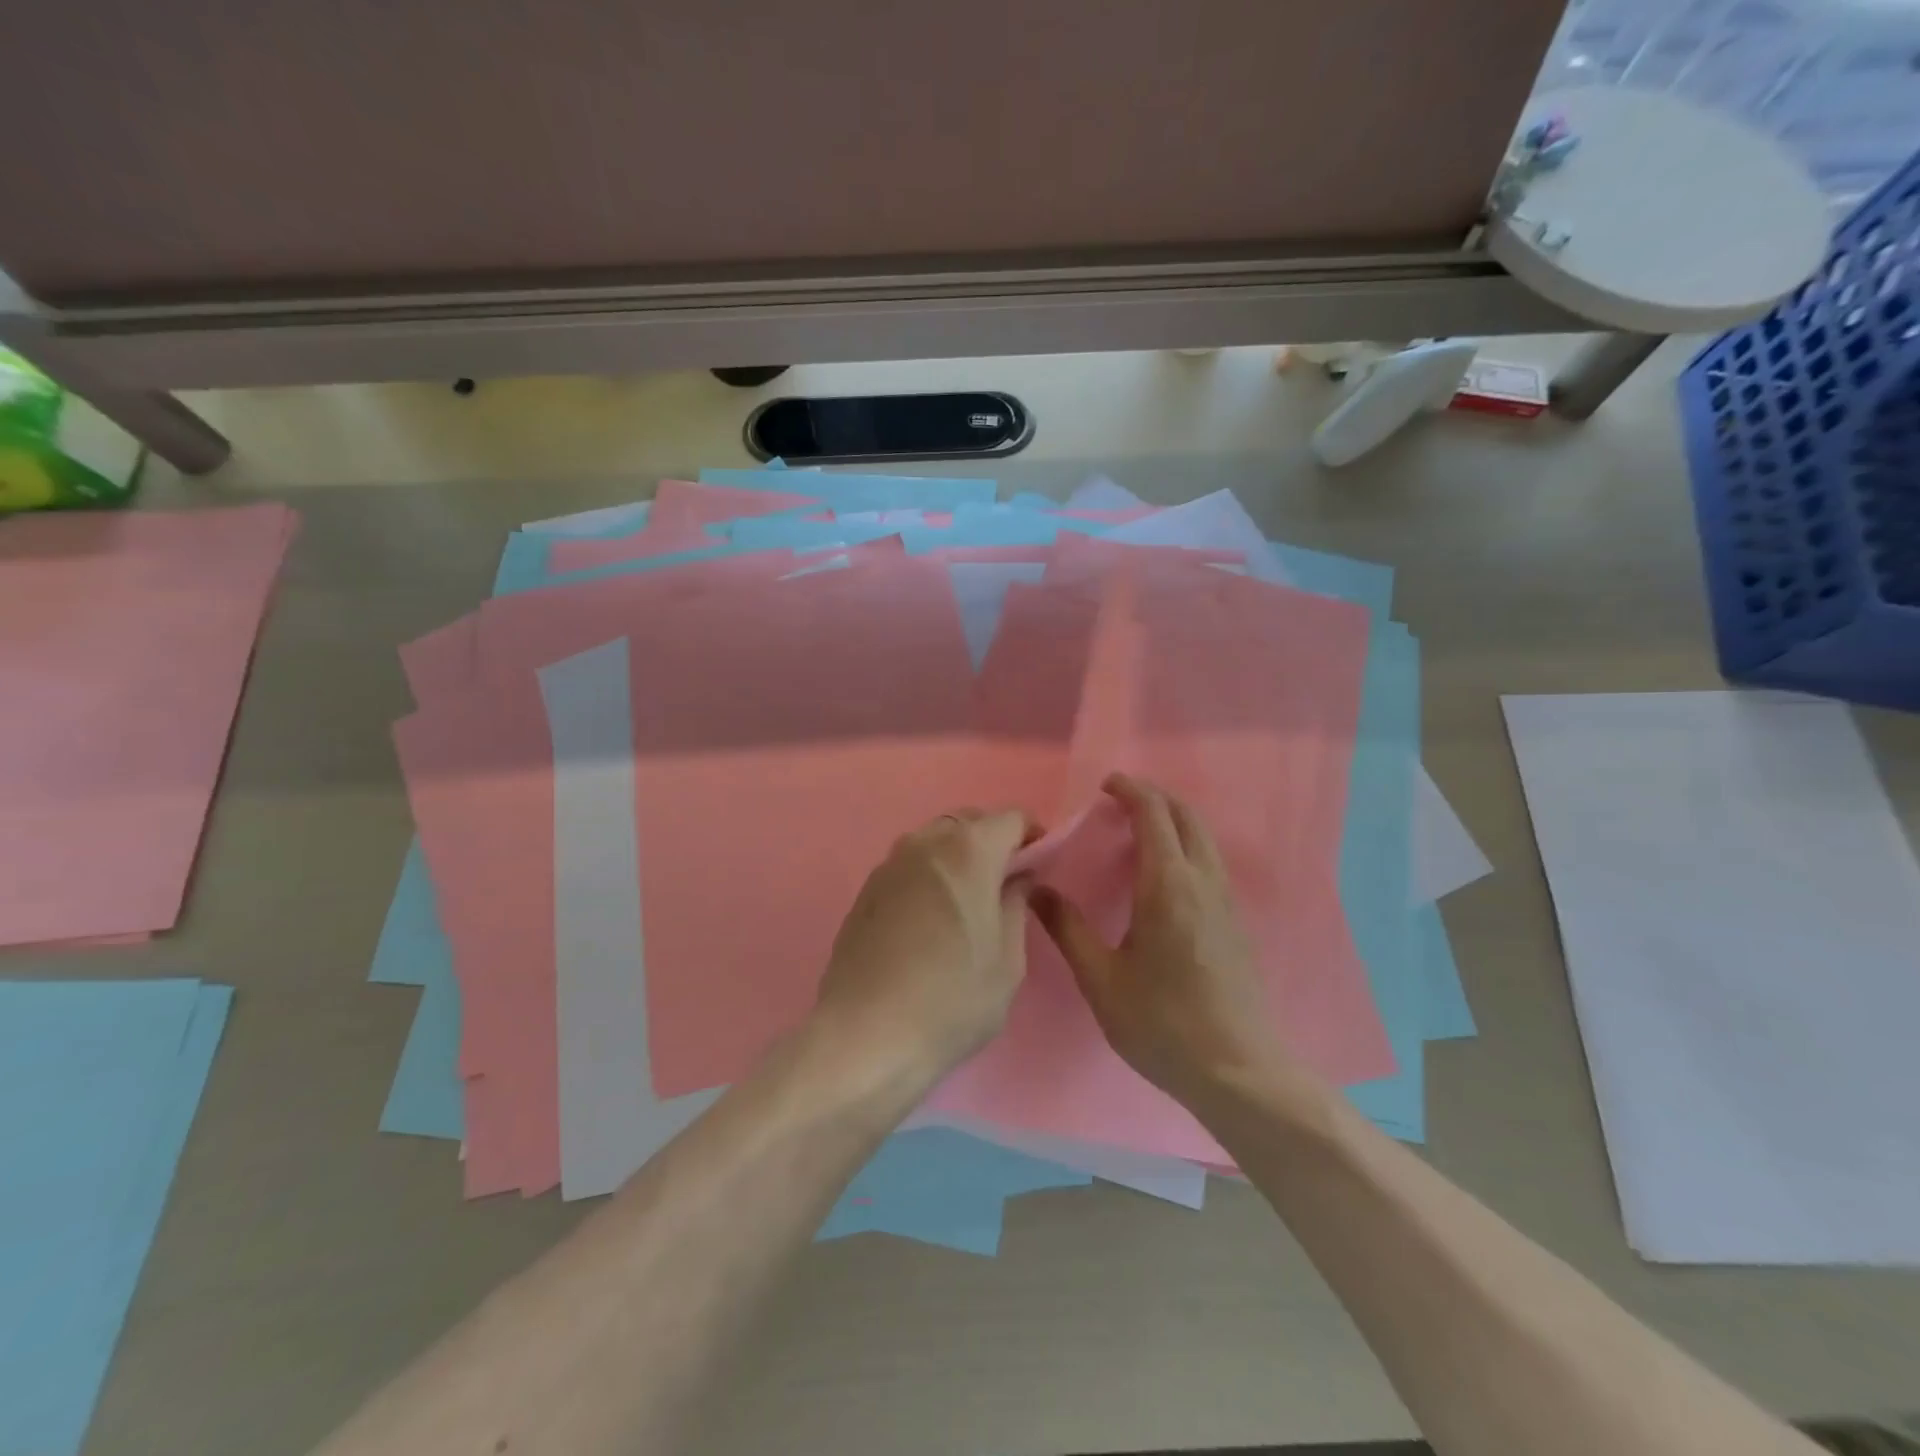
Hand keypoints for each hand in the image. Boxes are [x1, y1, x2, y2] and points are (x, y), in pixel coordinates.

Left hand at [813, 808, 1034, 1083]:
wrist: (865, 1034)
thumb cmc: (951, 1000)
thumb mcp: (1007, 961)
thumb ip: (1016, 906)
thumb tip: (1016, 879)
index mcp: (969, 851)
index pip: (1011, 819)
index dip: (1032, 836)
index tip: (1039, 865)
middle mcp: (926, 843)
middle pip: (970, 822)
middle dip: (994, 842)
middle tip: (1006, 885)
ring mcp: (890, 863)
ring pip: (936, 841)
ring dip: (958, 856)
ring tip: (967, 902)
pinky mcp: (866, 889)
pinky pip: (910, 865)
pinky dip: (929, 875)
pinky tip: (931, 919)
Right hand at [1032, 773, 1285, 1105]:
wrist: (1239, 1072)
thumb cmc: (1162, 1024)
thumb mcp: (1101, 979)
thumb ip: (1068, 929)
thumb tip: (1037, 890)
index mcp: (1168, 886)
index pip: (1153, 814)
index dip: (1130, 790)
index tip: (1104, 785)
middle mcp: (1203, 882)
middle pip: (1186, 816)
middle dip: (1154, 797)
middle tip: (1118, 801)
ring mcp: (1226, 901)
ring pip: (1203, 838)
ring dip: (1172, 820)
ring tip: (1136, 832)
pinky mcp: (1236, 922)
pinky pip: (1209, 862)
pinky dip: (1185, 845)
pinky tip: (1162, 876)